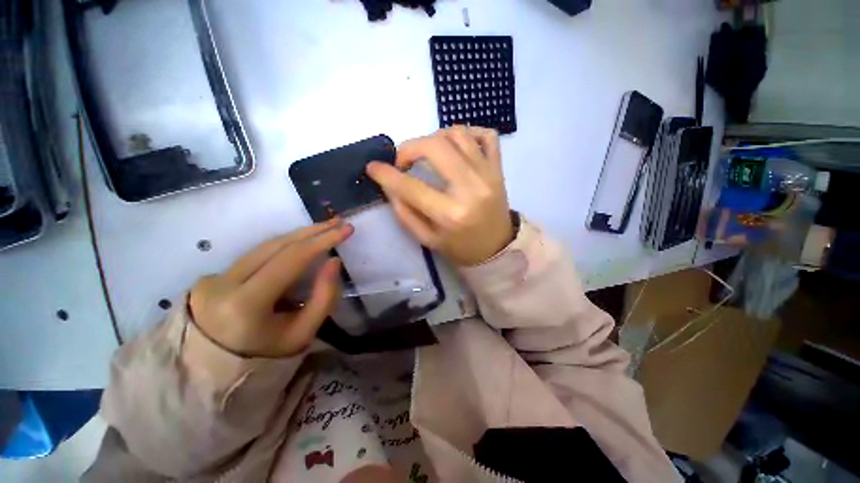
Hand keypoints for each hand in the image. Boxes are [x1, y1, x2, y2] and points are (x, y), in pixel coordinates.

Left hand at [188, 219, 353, 357]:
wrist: (213, 374)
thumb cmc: (265, 358)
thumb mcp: (303, 333)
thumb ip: (324, 297)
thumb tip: (334, 261)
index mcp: (245, 304)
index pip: (290, 260)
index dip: (322, 240)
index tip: (346, 229)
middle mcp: (223, 283)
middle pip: (276, 245)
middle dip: (312, 231)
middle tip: (338, 222)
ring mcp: (213, 277)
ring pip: (264, 246)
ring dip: (298, 236)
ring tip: (324, 229)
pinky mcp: (212, 276)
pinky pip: (255, 255)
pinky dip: (282, 247)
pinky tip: (300, 244)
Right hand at [366, 126, 512, 265]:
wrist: (497, 248)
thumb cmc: (460, 248)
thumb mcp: (427, 239)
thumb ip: (405, 212)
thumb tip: (389, 184)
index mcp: (450, 214)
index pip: (411, 186)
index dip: (386, 174)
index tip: (373, 167)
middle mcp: (471, 189)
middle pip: (435, 147)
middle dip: (410, 147)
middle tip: (403, 160)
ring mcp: (488, 174)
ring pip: (458, 134)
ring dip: (435, 137)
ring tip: (427, 153)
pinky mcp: (498, 168)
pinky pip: (487, 135)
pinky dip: (468, 133)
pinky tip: (456, 146)